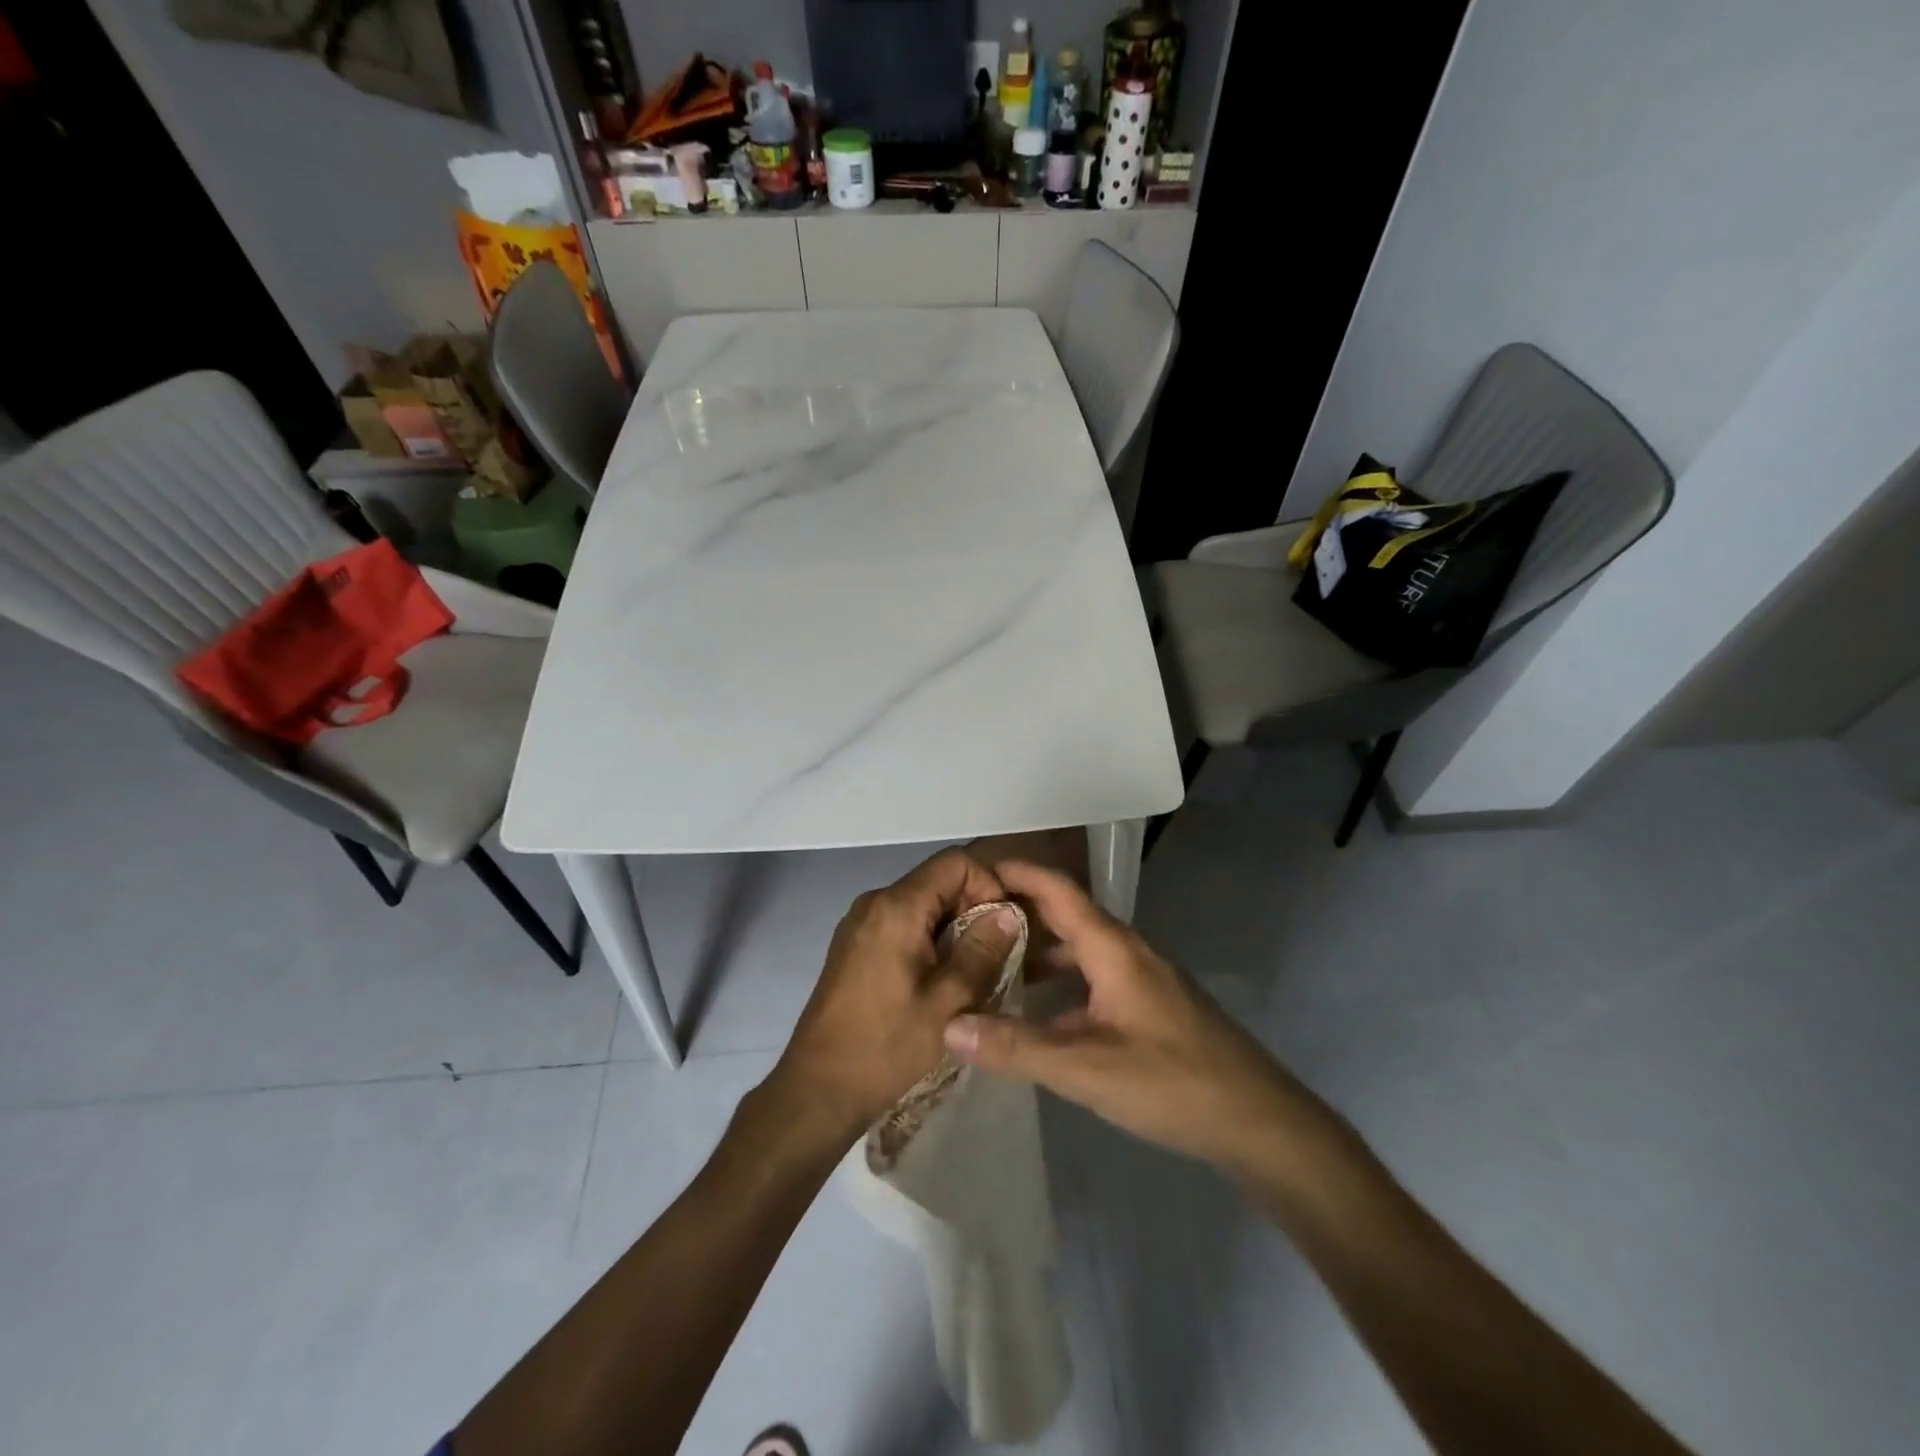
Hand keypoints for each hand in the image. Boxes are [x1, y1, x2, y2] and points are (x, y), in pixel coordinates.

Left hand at [769, 848, 1022, 1138]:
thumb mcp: (948, 1002)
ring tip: (973, 971)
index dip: (988, 884)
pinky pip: (902, 924)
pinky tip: (940, 980)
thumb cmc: (886, 1046)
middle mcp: (874, 902)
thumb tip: (1008, 912)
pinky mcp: (854, 946)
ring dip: (953, 928)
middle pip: (937, 881)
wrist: (818, 1089)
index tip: (1004, 926)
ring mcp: (860, 923)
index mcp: (896, 907)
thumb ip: (982, 950)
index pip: (954, 863)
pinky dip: (929, 940)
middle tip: (997, 954)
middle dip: (973, 909)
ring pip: (922, 905)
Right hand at [943, 860, 1321, 1172]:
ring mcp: (1141, 978)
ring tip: (991, 963)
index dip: (1016, 872)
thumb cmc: (1173, 1082)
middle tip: (966, 920)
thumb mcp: (1086, 1068)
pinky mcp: (1150, 1006)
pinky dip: (1060, 982)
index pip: (1057, 889)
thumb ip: (1017, 1047)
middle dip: (1018, 910)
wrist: (1259, 1120)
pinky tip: (1038, 1013)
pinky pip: (1093, 977)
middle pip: (1065, 914)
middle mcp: (1127, 951)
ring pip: (1079, 949)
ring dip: (1038, 949)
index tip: (971, 869)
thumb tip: (949, 1027)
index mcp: (1112, 947)